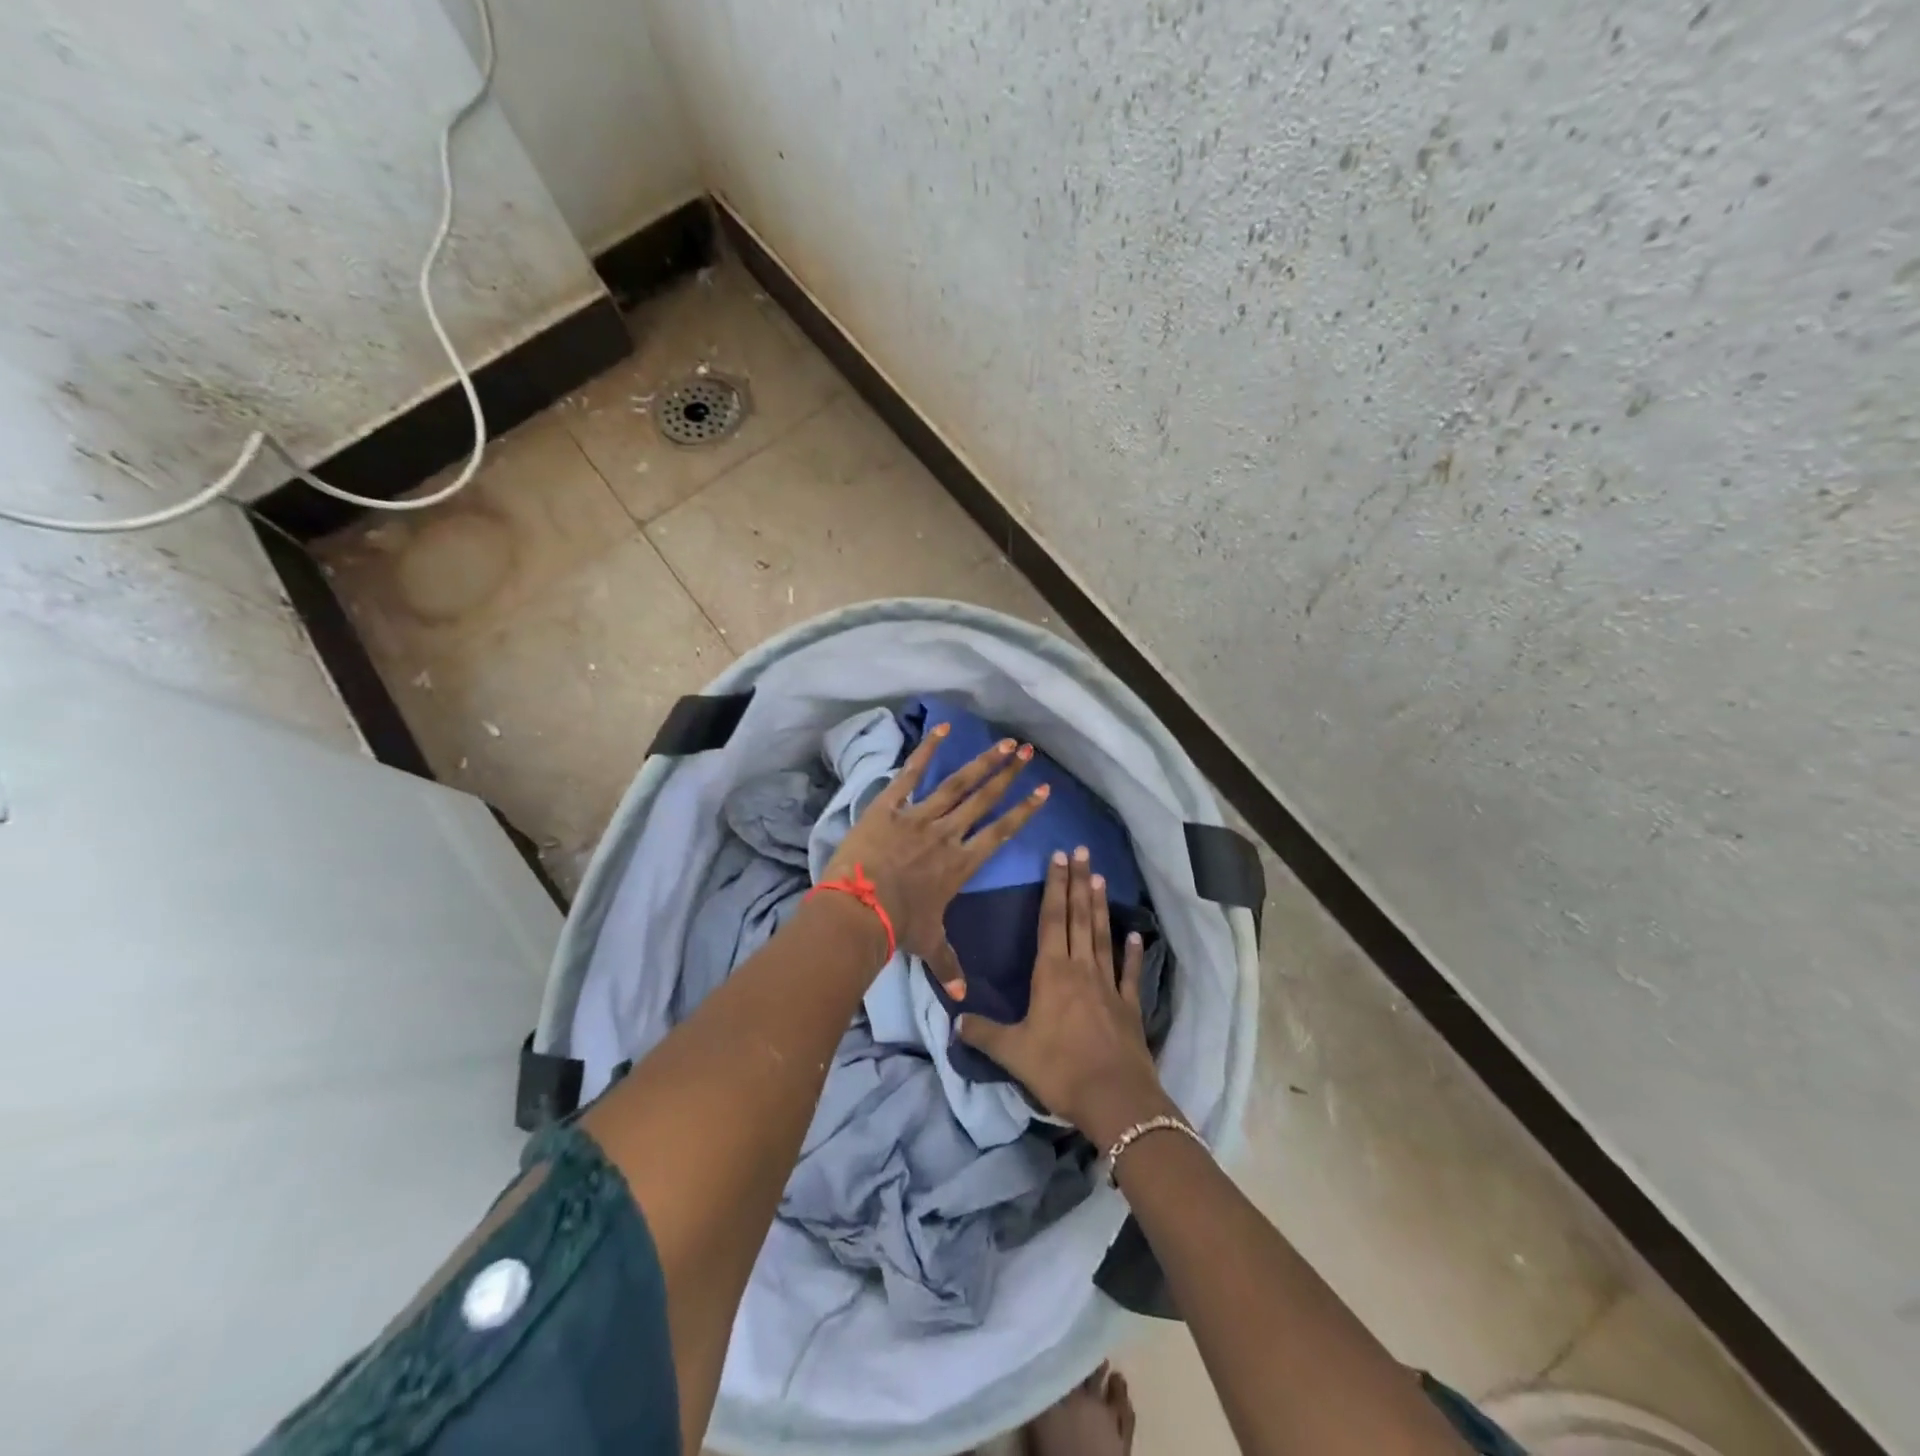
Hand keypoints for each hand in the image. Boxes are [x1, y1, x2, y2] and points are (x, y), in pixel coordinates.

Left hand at [821, 724, 1049, 993]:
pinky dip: (927, 750)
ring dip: (983, 761)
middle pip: (985, 800)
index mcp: (961, 864)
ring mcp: (919, 816)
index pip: (1001, 833)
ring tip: (1003, 742)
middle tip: (1028, 752)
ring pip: (958, 783)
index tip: (1043, 792)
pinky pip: (912, 773)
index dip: (1023, 811)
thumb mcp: (927, 944)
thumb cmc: (897, 928)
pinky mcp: (890, 806)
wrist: (858, 911)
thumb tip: (963, 998)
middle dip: (1009, 775)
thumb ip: (948, 964)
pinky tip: (943, 729)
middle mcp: (948, 834)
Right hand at [955, 848, 1173, 1141]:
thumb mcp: (1013, 1052)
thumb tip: (955, 1020)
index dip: (1053, 887)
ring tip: (1099, 876)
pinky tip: (1134, 933)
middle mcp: (1081, 969)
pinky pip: (1129, 972)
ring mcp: (1108, 985)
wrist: (1115, 1098)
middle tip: (1082, 850)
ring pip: (1102, 936)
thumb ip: (984, 1033)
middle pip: (1078, 918)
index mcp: (1052, 973)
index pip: (1051, 920)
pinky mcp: (1129, 1006)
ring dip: (1100, 906)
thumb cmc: (1060, 1069)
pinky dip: (1132, 952)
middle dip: (1077, 882)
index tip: (1057, 857)